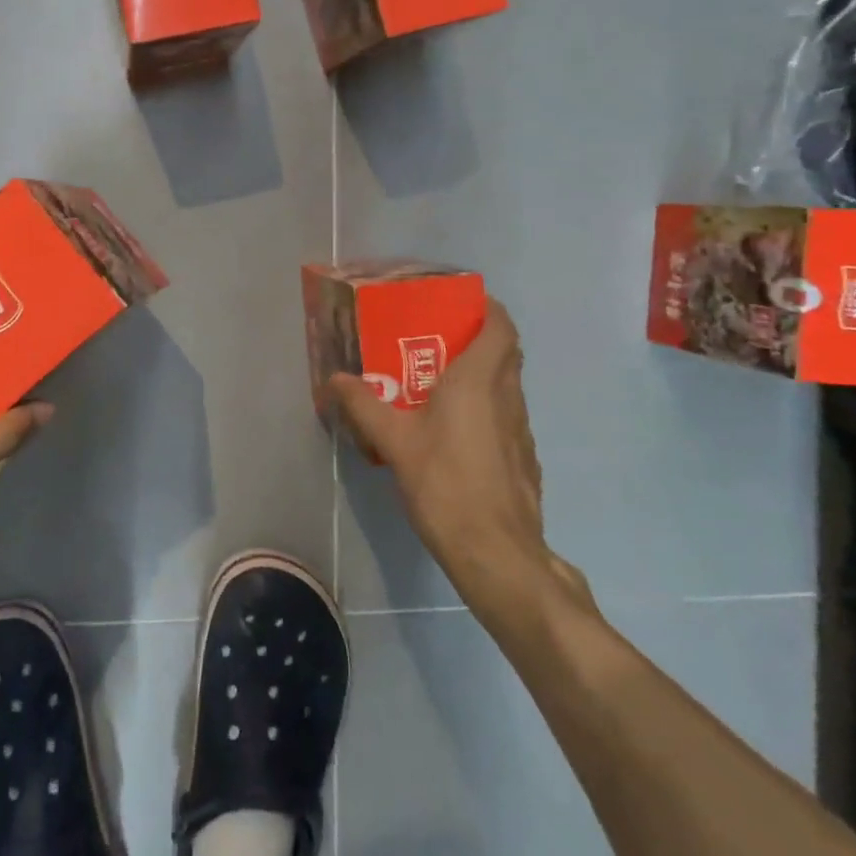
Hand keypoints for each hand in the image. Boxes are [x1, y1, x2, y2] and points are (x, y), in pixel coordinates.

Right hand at [326, 297, 593, 635]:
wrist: (495, 552)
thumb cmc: (445, 482)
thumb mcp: (393, 440)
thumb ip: (362, 404)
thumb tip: (332, 379)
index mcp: (479, 380)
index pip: (501, 326)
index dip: (487, 308)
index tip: (460, 304)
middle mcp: (508, 397)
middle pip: (505, 353)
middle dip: (476, 339)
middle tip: (435, 341)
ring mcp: (521, 430)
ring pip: (507, 386)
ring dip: (481, 376)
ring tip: (438, 385)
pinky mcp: (523, 459)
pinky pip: (506, 417)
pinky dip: (485, 409)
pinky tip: (454, 433)